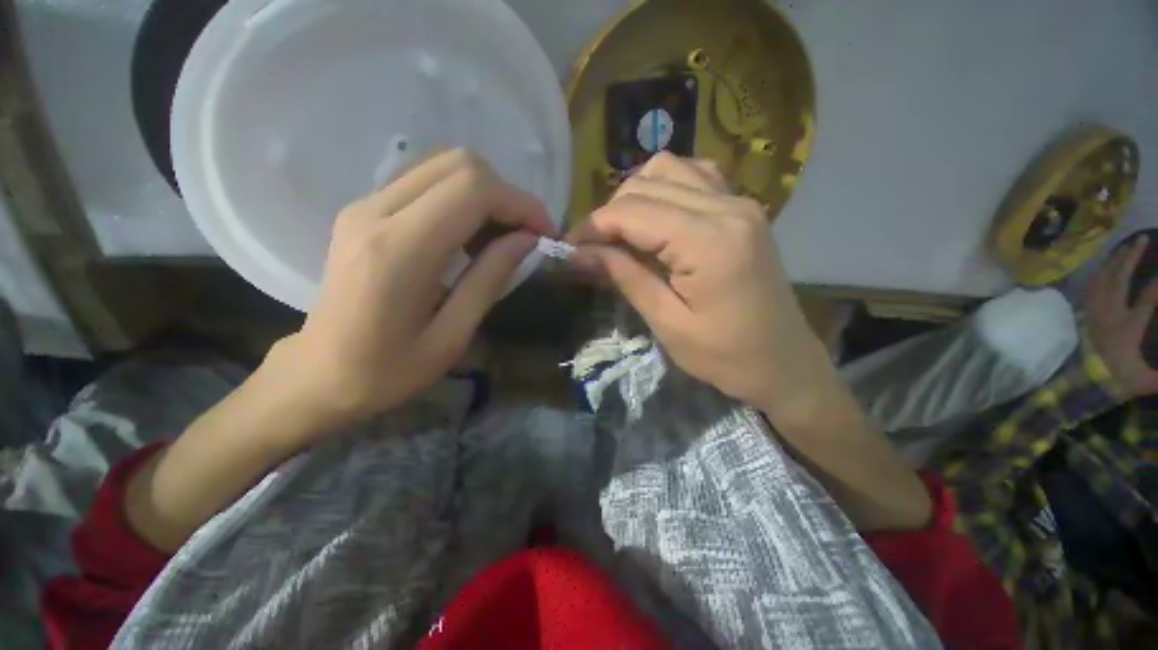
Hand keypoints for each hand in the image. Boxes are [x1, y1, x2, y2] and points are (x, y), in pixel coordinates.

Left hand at [278, 149, 555, 427]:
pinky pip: (424, 180)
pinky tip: (469, 235)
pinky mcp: (364, 210)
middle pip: (459, 164)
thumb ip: (491, 279)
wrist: (318, 374)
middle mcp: (377, 211)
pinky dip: (461, 197)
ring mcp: (365, 205)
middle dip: (506, 195)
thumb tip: (527, 240)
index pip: (473, 189)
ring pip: (442, 164)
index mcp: (401, 250)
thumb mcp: (452, 336)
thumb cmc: (387, 371)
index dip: (521, 203)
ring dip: (485, 194)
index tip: (544, 233)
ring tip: (500, 237)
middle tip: (524, 236)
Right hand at [568, 153, 836, 423]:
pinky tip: (655, 218)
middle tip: (591, 247)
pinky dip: (664, 189)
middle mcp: (727, 207)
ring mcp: (739, 202)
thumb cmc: (726, 356)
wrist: (784, 363)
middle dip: (609, 213)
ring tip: (621, 233)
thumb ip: (625, 277)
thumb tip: (580, 251)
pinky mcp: (742, 208)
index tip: (569, 246)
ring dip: (634, 197)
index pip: (633, 212)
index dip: (593, 226)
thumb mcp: (667, 323)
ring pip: (669, 169)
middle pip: (647, 186)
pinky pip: (694, 176)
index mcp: (708, 242)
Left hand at [1086, 234, 1157, 398]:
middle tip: (1142, 239)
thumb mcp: (1146, 381)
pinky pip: (1090, 287)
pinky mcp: (1086, 313)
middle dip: (1131, 258)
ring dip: (1115, 260)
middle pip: (1119, 280)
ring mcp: (1095, 312)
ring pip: (1102, 279)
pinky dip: (1099, 272)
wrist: (1083, 382)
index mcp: (1128, 328)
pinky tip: (1106, 262)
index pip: (1147, 299)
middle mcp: (1110, 314)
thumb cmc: (1119, 379)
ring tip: (1127, 245)